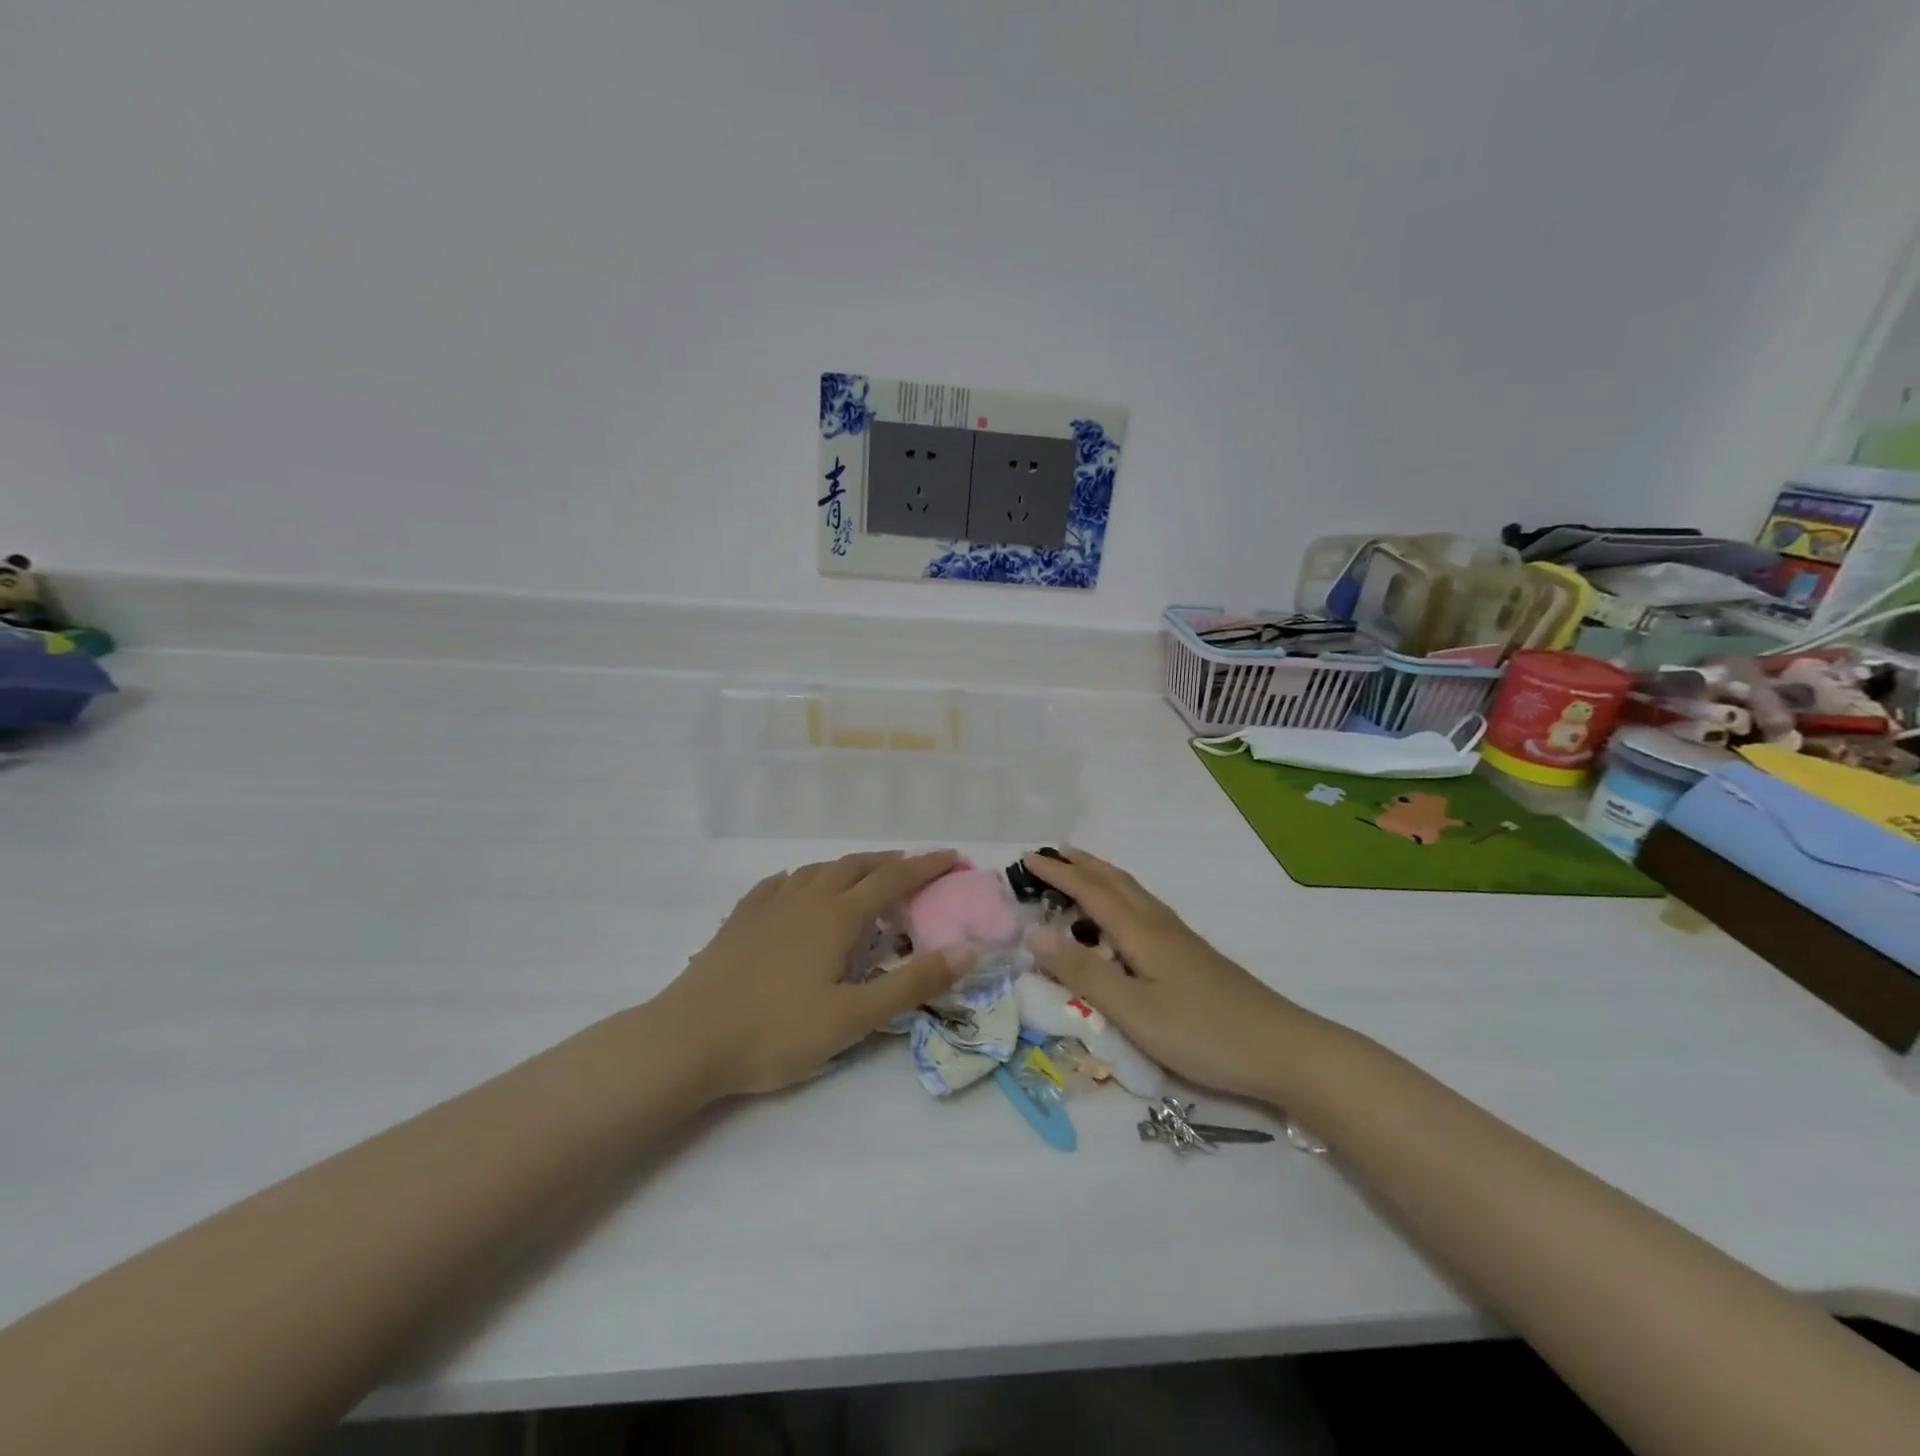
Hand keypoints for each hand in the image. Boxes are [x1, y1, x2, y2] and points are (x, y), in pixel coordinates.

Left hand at [656, 850, 969, 1096]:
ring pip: (817, 870)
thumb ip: (913, 983)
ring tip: (864, 876)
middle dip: (890, 862)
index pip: (892, 879)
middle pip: (855, 866)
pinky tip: (798, 887)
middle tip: (914, 868)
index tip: (952, 857)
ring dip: (849, 867)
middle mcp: (805, 898)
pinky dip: (804, 878)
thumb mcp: (854, 1017)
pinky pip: (780, 883)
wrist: (687, 1040)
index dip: (925, 866)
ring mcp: (768, 905)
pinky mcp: (740, 919)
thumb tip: (968, 949)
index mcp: (837, 916)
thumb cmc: (776, 1032)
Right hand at [1020, 848, 1311, 1101]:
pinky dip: (1119, 898)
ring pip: (1132, 893)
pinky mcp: (1192, 955)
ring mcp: (1180, 938)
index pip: (1089, 891)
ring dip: (1101, 877)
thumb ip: (1082, 973)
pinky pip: (1144, 909)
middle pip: (1114, 881)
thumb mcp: (1133, 1010)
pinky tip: (1122, 918)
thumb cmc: (1202, 1032)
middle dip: (1080, 864)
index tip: (1026, 857)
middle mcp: (1159, 924)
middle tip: (1050, 854)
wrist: (1283, 1049)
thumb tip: (1033, 934)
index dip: (1057, 873)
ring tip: (1079, 874)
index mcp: (1141, 931)